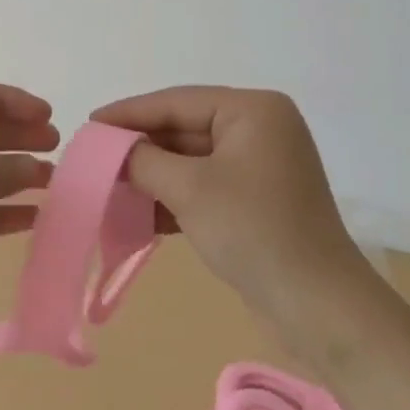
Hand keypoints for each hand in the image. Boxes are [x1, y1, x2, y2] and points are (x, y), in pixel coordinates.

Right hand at [91, 87, 372, 326]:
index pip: (177, 102)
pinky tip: (137, 214)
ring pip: (191, 161)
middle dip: (140, 148)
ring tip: (108, 187)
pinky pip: (204, 187)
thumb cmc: (254, 231)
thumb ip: (142, 159)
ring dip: (152, 176)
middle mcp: (260, 129)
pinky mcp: (256, 200)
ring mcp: (260, 166)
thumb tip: (111, 147)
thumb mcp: (189, 189)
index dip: (130, 113)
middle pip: (184, 129)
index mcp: (253, 111)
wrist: (319, 308)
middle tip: (94, 158)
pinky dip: (173, 198)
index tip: (90, 123)